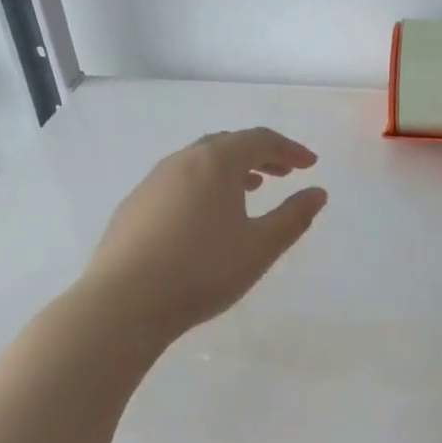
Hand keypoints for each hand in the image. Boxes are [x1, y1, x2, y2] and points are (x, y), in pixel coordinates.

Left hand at [84, 128, 327, 336]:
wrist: (124, 302)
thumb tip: (317, 193)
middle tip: (283, 174)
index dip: (289, 149)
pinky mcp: (134, 206)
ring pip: (198, 163)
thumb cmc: (203, 271)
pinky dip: (202, 186)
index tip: (310, 165)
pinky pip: (177, 182)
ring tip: (249, 189)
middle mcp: (181, 161)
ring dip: (229, 170)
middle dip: (260, 155)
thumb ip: (293, 217)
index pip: (260, 140)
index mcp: (215, 163)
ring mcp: (152, 182)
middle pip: (227, 144)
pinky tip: (205, 217)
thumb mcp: (260, 247)